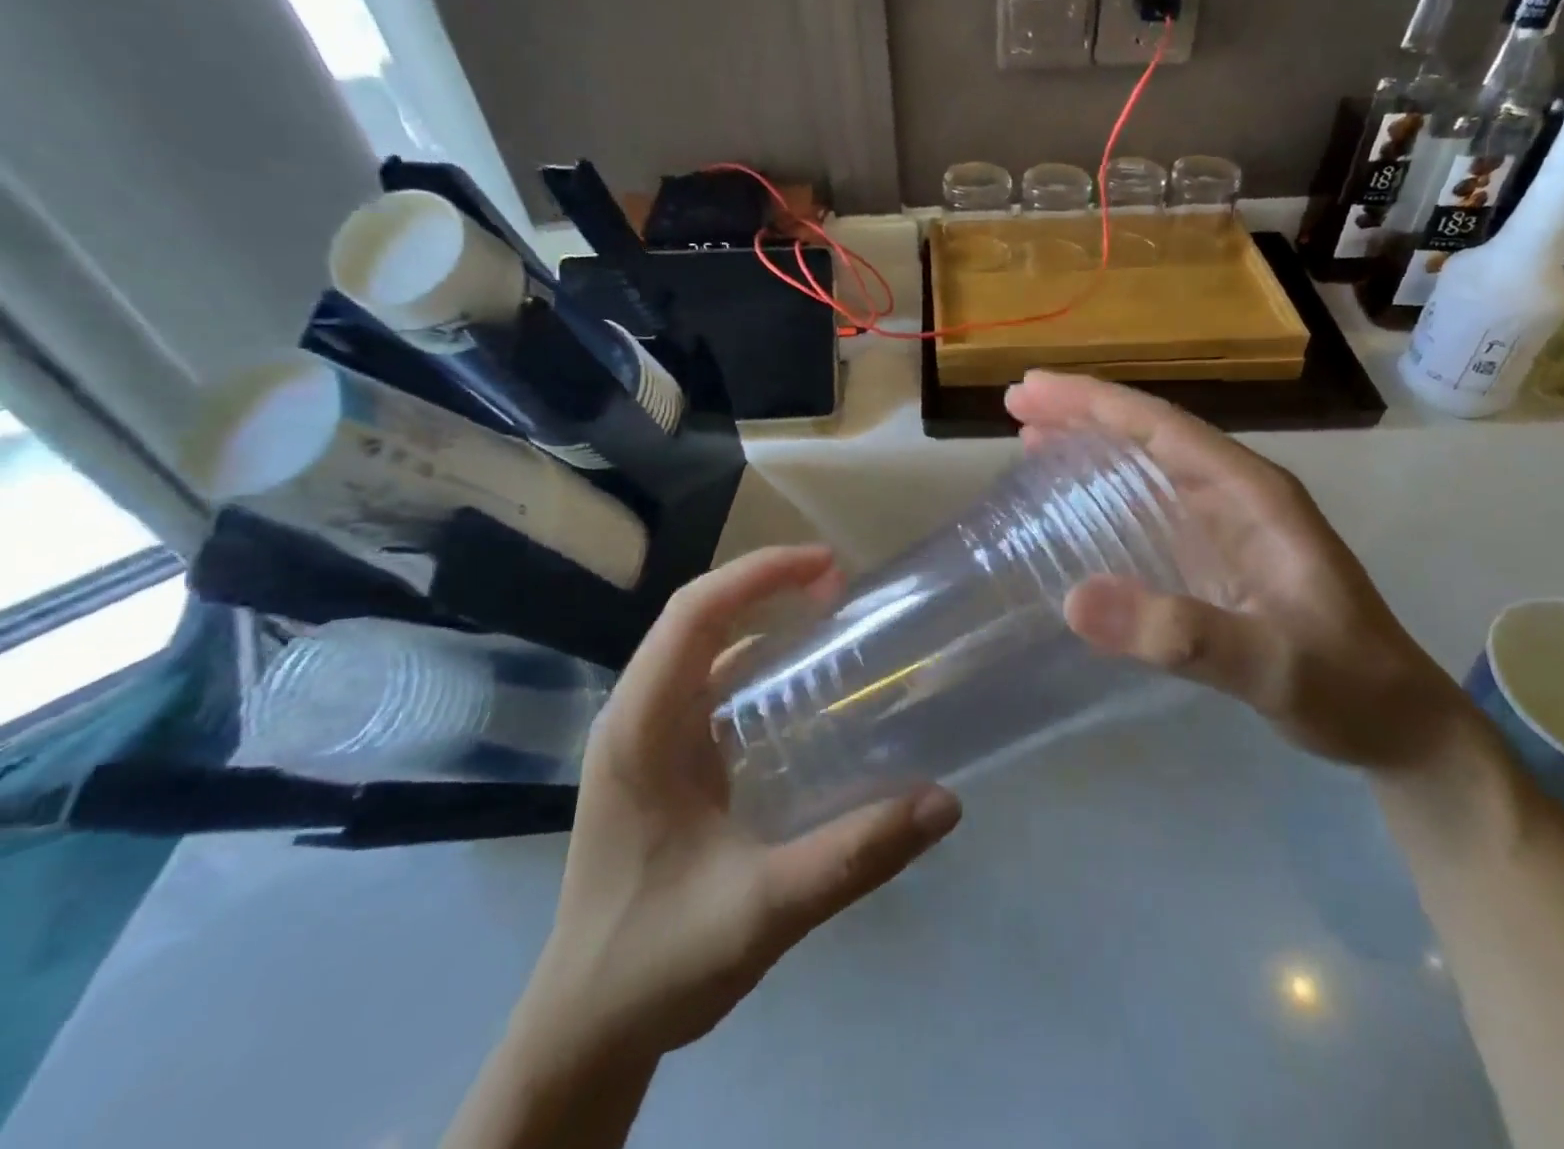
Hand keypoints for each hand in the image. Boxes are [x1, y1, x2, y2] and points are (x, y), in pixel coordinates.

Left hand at [521, 546, 960, 1066]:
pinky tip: (803, 691)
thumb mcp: (763, 909)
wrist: (585, 1030)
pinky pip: (710, 686)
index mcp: (640, 729)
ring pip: (703, 648)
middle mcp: (636, 716)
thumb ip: (854, 855)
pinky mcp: (662, 760)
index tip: (829, 568)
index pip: (694, 613)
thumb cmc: (656, 962)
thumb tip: (944, 804)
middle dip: (768, 585)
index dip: (760, 574)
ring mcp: (645, 737)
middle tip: (843, 590)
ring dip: (761, 618)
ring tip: (830, 621)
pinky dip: (756, 664)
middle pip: (699, 616)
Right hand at [1005, 372, 1464, 769]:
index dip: (1094, 403)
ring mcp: (1230, 523)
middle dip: (1083, 412)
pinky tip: (1078, 497)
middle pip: (1151, 433)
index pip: (1163, 428)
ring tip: (1030, 435)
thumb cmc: (1347, 688)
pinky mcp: (1220, 555)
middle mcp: (1240, 494)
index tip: (1030, 390)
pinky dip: (1107, 488)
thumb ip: (1182, 636)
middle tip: (1016, 403)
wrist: (1401, 726)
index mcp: (1253, 494)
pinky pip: (1152, 503)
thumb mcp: (1270, 666)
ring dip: (1092, 442)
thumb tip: (1073, 600)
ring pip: (1149, 463)